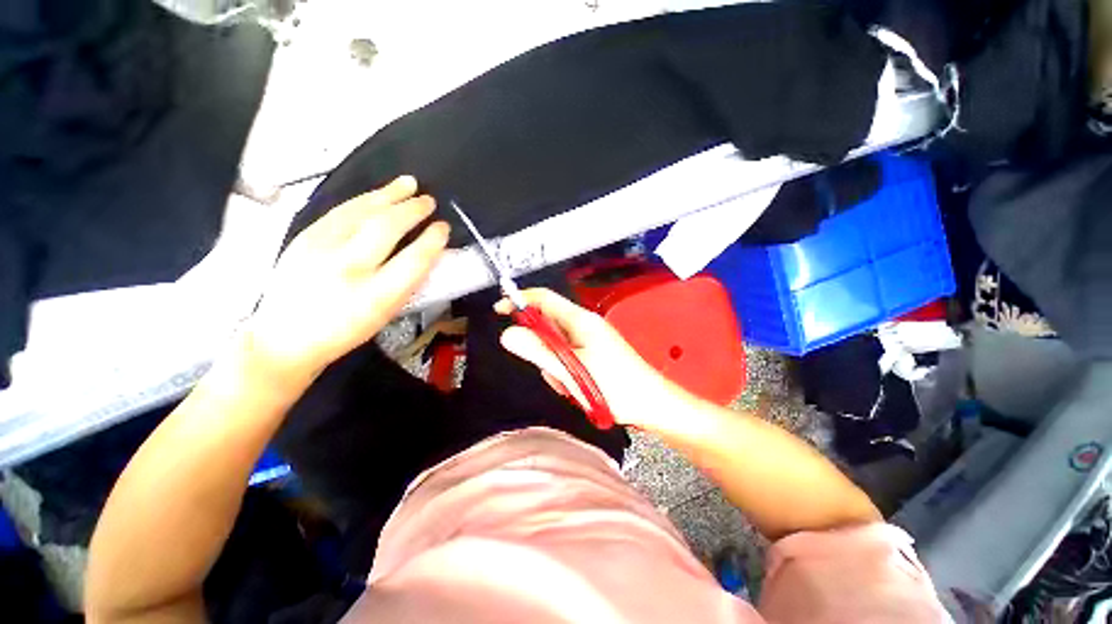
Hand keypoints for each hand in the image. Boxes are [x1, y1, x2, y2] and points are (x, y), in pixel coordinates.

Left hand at [245, 176, 448, 382]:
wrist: (285, 338)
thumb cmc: (345, 330)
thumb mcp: (385, 314)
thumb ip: (407, 283)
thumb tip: (426, 252)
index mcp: (376, 296)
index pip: (414, 260)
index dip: (433, 240)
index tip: (443, 228)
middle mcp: (348, 268)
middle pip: (386, 228)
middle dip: (412, 211)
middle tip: (429, 201)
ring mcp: (321, 249)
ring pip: (361, 212)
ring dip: (389, 194)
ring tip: (409, 183)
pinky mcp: (304, 238)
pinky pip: (340, 211)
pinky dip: (364, 199)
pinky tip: (377, 194)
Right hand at [496, 289, 691, 428]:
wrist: (651, 404)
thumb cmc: (616, 386)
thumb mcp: (571, 370)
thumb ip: (538, 351)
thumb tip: (507, 334)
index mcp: (580, 320)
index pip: (543, 298)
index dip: (519, 300)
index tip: (499, 311)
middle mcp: (584, 325)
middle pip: (547, 325)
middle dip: (541, 348)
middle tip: (551, 370)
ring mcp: (589, 340)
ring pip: (555, 346)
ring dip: (554, 365)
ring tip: (571, 384)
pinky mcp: (592, 354)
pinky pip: (567, 357)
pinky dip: (565, 372)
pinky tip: (578, 387)